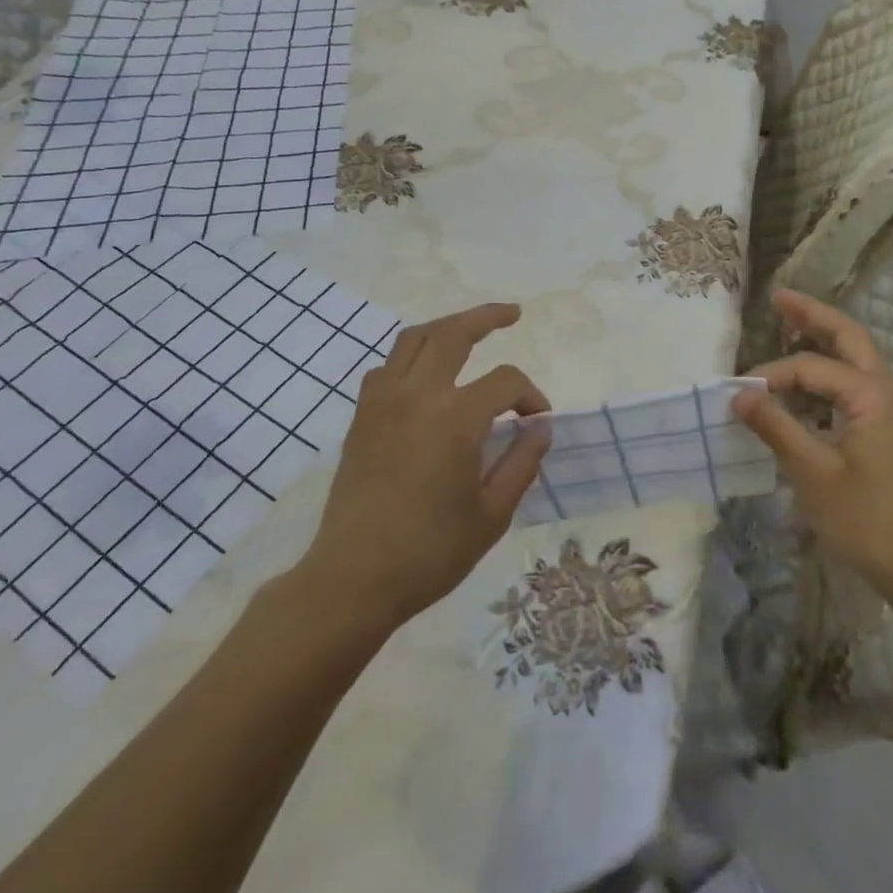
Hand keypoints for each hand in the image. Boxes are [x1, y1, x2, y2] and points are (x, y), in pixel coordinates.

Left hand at [298, 303, 552, 633]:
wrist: (353, 579)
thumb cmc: (430, 552)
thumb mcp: (493, 514)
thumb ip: (522, 462)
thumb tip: (540, 427)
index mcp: (456, 419)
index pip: (505, 382)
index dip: (530, 395)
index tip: (538, 420)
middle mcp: (417, 396)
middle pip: (453, 333)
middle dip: (487, 317)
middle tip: (512, 314)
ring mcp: (383, 403)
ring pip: (414, 339)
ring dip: (445, 327)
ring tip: (469, 330)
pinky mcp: (361, 418)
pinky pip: (386, 367)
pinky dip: (411, 357)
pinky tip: (425, 375)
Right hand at [732, 290, 892, 597]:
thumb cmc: (868, 521)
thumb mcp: (814, 473)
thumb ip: (776, 427)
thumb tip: (739, 393)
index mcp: (873, 395)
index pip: (811, 367)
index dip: (771, 375)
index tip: (738, 396)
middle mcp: (888, 392)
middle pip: (849, 338)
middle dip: (813, 316)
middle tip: (778, 297)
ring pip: (854, 362)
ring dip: (823, 344)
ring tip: (788, 328)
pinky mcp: (889, 432)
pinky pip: (854, 390)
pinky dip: (827, 379)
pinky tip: (802, 390)